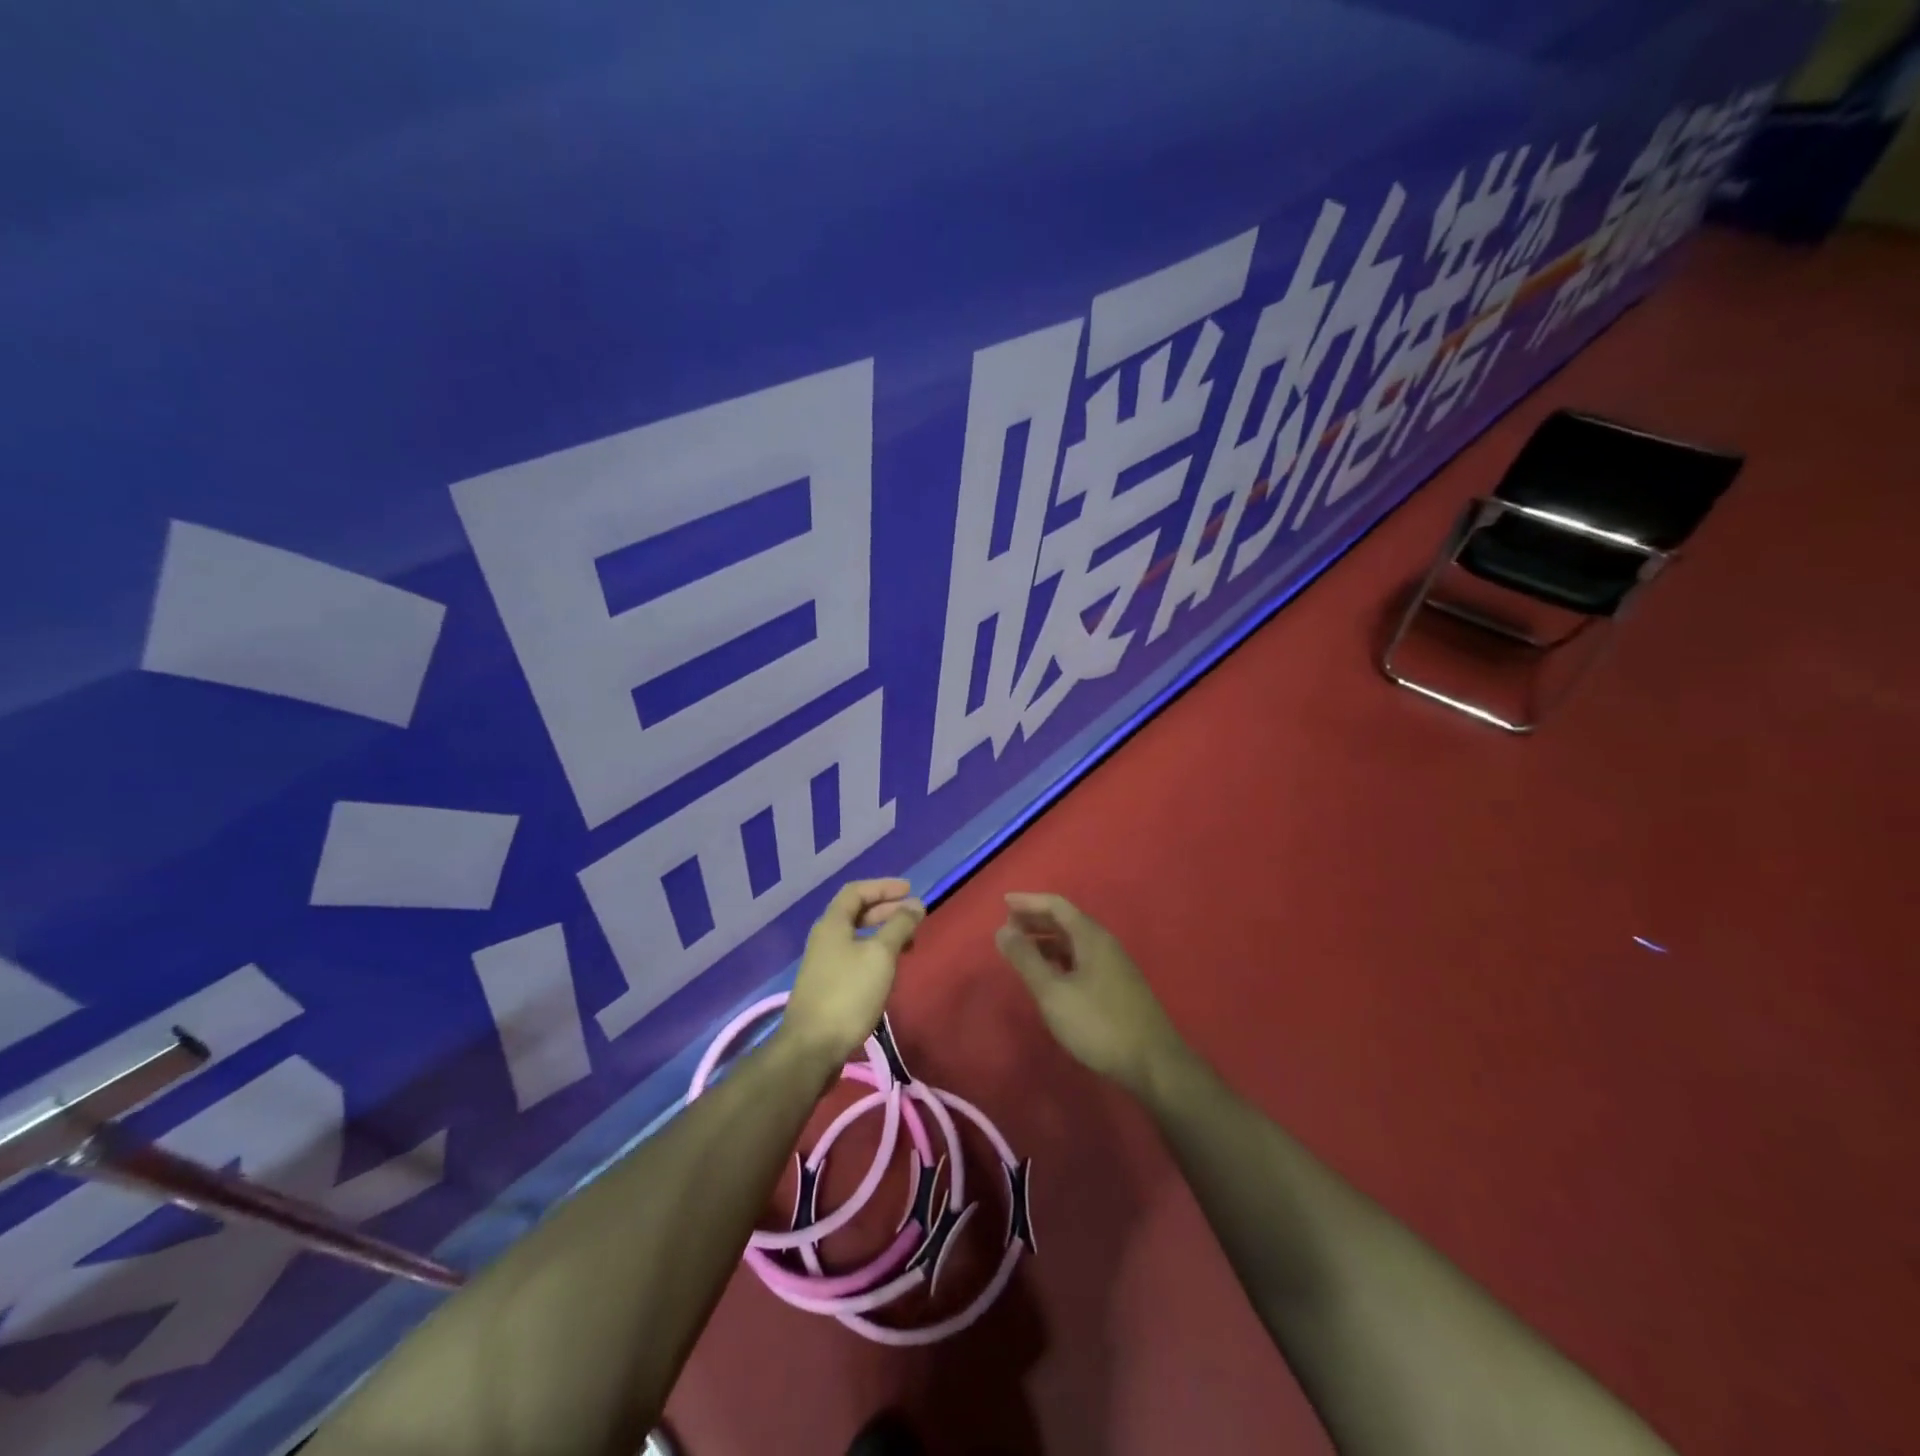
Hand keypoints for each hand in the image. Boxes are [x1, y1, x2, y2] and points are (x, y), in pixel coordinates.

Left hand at [780, 878, 925, 1071]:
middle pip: (856, 913)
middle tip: (914, 915)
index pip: (856, 891)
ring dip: (882, 934)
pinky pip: (854, 958)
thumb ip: (899, 926)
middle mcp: (824, 938)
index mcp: (832, 923)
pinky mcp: (826, 987)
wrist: (812, 1047)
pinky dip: (874, 954)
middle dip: (886, 910)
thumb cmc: (848, 994)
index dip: (883, 886)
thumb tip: (915, 904)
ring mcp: (823, 964)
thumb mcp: (880, 955)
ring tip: (908, 943)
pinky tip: (889, 970)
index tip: (910, 890)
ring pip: (856, 937)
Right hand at [995, 892, 1186, 1095]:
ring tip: (1022, 949)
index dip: (1029, 901)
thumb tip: (1002, 930)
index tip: (1004, 902)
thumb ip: (1026, 959)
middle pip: (1066, 921)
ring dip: (1047, 940)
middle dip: (1036, 920)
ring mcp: (1114, 966)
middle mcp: (1105, 944)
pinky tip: (1049, 975)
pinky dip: (1060, 958)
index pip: (1057, 905)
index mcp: (1091, 937)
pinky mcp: (1117, 987)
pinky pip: (1082, 959)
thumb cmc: (1098, 1024)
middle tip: (1007, 927)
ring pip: (1074, 942)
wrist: (1153, 1064)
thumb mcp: (1053, 992)